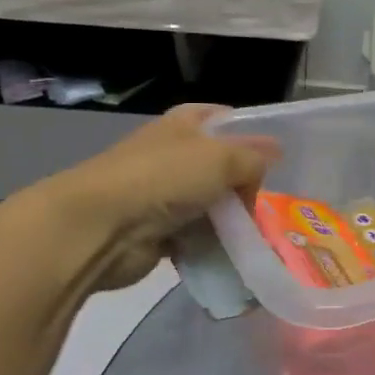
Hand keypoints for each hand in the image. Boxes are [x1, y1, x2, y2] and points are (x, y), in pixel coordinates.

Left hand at [16, 105, 279, 292]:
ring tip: (254, 237)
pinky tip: (229, 255)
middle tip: (265, 207)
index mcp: (185, 123)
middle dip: (245, 187)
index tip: (276, 162)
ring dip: (230, 222)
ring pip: (211, 205)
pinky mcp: (156, 232)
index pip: (226, 119)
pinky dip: (211, 246)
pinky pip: (196, 237)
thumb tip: (274, 155)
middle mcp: (173, 154)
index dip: (252, 136)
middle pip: (222, 167)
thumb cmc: (163, 179)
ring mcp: (162, 194)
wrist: (98, 228)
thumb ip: (254, 157)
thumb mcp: (222, 158)